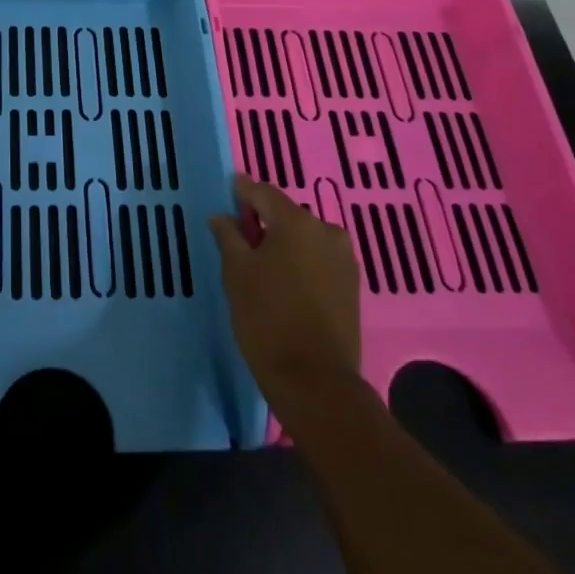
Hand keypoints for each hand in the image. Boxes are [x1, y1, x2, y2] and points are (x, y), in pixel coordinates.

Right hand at [209, 174, 368, 429]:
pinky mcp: (352, 286)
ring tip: (261, 265)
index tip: (226, 196)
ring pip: (304, 239)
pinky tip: (284, 283)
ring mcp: (344, 259)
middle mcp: (326, 231)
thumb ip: (228, 236)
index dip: (241, 192)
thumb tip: (222, 217)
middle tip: (239, 239)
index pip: (262, 192)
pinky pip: (318, 260)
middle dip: (263, 222)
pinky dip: (300, 263)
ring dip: (283, 244)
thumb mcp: (236, 272)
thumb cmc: (267, 318)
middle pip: (286, 215)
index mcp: (296, 221)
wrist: (315, 381)